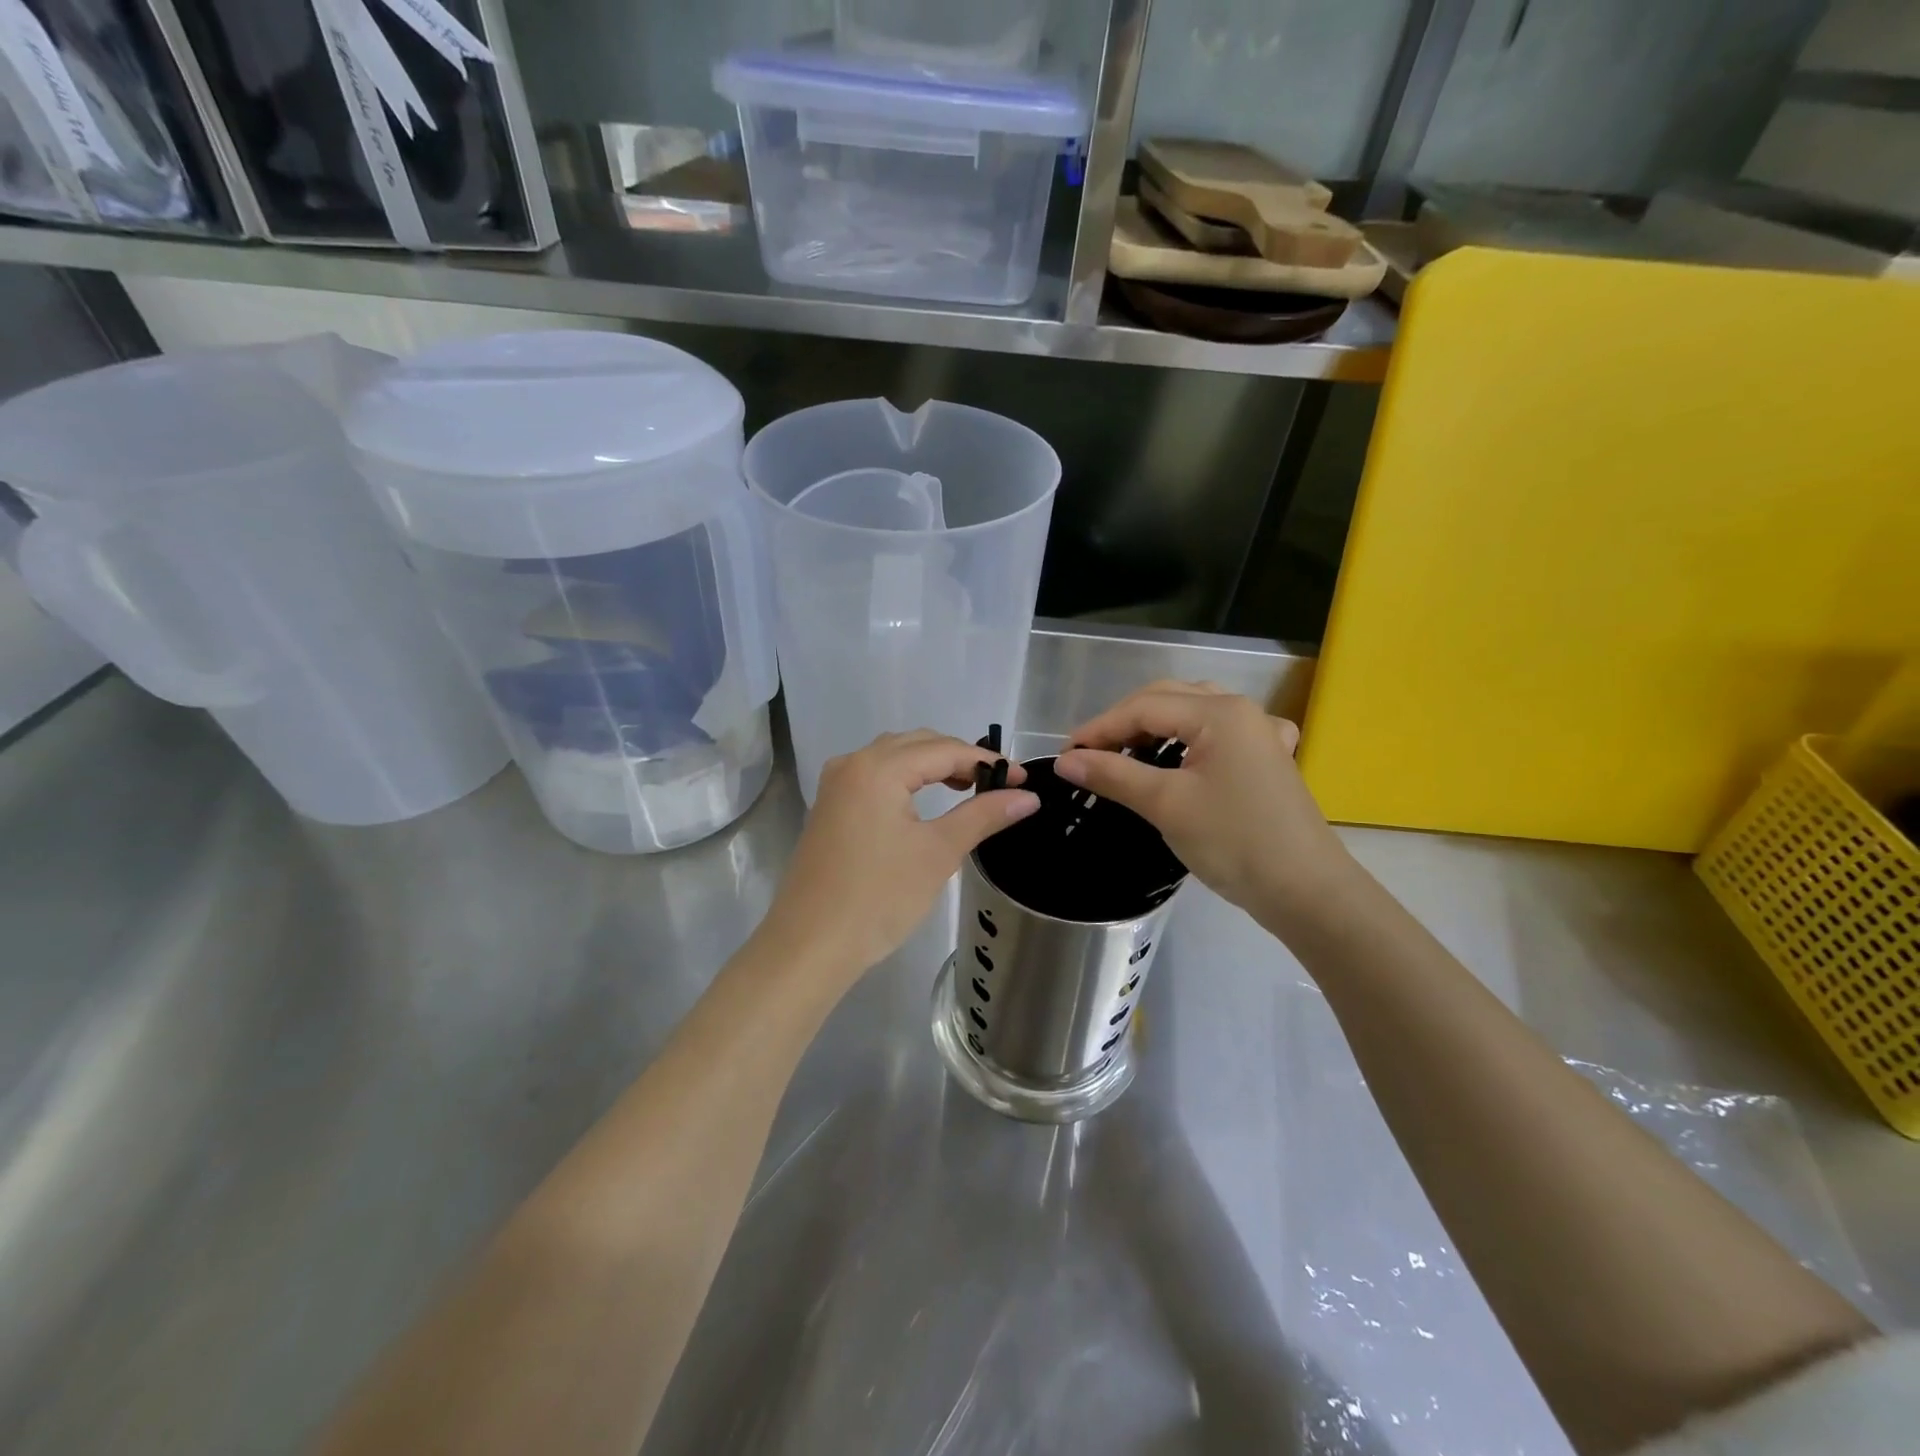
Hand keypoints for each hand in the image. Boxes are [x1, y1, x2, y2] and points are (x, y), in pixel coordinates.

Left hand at [757, 731, 1037, 987]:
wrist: (810, 945)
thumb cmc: (879, 897)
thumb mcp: (938, 853)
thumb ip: (984, 815)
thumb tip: (1028, 796)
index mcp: (877, 768)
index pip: (944, 750)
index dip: (986, 761)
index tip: (1023, 779)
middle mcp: (852, 763)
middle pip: (917, 744)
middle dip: (959, 758)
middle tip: (997, 785)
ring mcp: (836, 785)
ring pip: (893, 757)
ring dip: (931, 766)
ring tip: (966, 790)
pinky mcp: (829, 807)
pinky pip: (875, 776)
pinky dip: (906, 780)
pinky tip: (924, 803)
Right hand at [1054, 682, 1352, 929]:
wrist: (1305, 891)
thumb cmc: (1233, 841)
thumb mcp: (1166, 805)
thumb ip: (1113, 775)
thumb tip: (1065, 761)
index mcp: (1219, 712)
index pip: (1143, 707)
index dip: (1099, 728)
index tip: (1065, 755)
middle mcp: (1241, 711)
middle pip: (1167, 700)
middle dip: (1124, 723)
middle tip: (1090, 755)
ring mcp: (1259, 734)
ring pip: (1192, 714)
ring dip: (1153, 728)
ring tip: (1124, 754)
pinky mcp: (1266, 759)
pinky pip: (1216, 734)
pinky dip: (1187, 740)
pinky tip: (1183, 755)